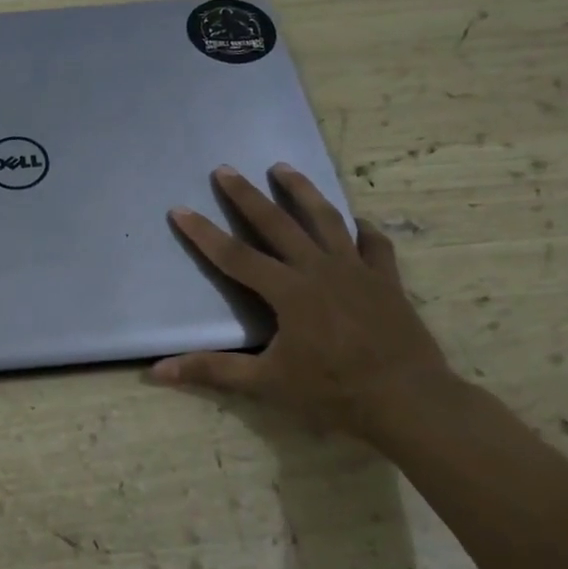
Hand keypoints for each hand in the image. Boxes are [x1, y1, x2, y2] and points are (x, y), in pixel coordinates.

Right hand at [152, 165, 454, 438]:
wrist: (409, 401)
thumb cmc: (334, 392)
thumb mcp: (267, 384)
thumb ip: (213, 371)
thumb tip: (158, 372)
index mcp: (289, 292)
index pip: (235, 256)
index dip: (204, 233)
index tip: (180, 209)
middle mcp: (320, 270)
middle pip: (277, 224)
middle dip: (247, 196)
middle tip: (225, 169)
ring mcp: (357, 271)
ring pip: (326, 220)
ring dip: (302, 191)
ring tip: (283, 168)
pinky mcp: (387, 280)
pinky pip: (373, 245)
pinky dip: (362, 229)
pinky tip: (355, 221)